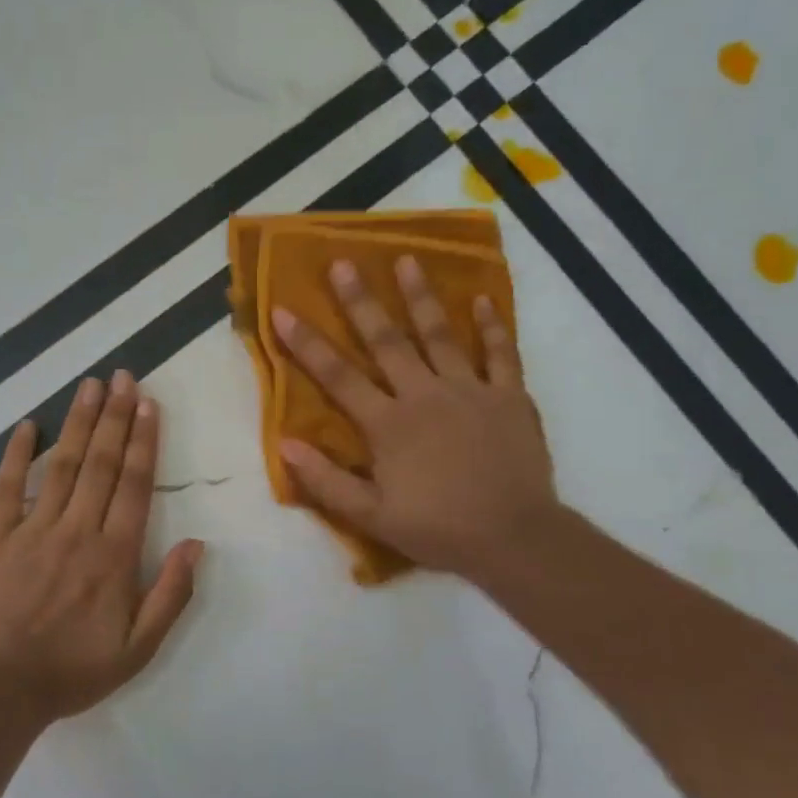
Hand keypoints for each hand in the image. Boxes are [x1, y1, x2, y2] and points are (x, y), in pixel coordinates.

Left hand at [0, 373, 204, 723]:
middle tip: (123, 376)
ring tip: (91, 385)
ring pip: (63, 465)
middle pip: (102, 463)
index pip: (135, 484)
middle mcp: (77, 530)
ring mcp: (33, 529)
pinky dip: (17, 454)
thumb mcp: (138, 648)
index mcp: (114, 555)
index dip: (145, 441)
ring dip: (79, 423)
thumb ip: (170, 594)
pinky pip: (8, 487)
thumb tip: (197, 543)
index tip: (149, 403)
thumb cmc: (74, 669)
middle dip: (116, 416)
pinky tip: (28, 425)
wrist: (0, 688)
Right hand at [272, 255, 557, 579]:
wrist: (514, 537)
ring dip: (421, 297)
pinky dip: (492, 326)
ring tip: (407, 260)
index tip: (283, 309)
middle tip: (343, 263)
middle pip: (386, 341)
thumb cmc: (437, 528)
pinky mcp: (509, 397)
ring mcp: (470, 391)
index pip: (338, 376)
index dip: (307, 343)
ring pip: (440, 335)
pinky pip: (500, 354)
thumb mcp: (370, 515)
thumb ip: (326, 480)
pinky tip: (483, 299)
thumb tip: (285, 444)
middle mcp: (424, 395)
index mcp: (388, 424)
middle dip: (360, 302)